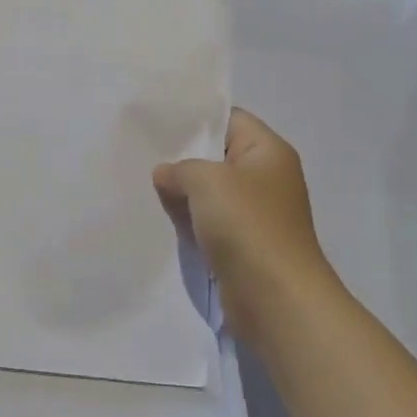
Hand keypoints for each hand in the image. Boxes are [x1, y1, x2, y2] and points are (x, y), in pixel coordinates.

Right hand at [154, 109, 342, 344]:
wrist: (276, 299)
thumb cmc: (247, 226)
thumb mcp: (206, 181)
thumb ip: (179, 168)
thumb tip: (165, 174)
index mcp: (268, 151)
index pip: (229, 118)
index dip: (195, 117)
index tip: (157, 119)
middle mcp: (265, 178)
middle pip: (216, 156)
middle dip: (182, 156)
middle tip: (140, 151)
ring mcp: (255, 213)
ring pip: (210, 192)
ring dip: (182, 192)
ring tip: (142, 182)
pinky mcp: (243, 244)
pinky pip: (209, 222)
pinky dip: (188, 220)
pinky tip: (160, 215)